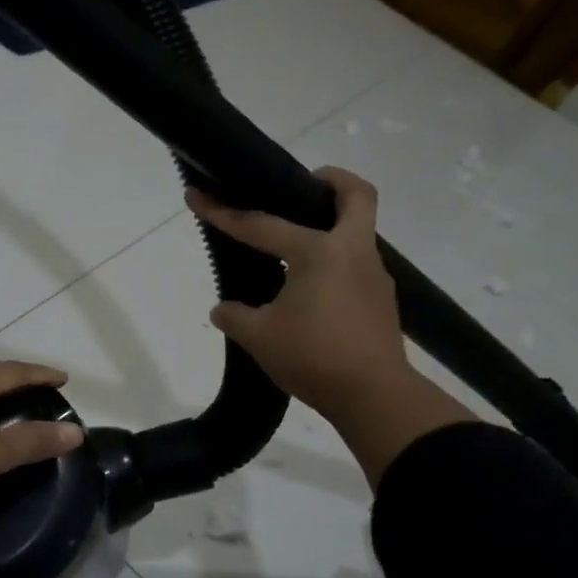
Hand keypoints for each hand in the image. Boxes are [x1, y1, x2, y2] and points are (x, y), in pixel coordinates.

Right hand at [188, 167, 473, 486]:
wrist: (375, 397)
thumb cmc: (314, 357)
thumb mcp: (258, 337)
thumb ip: (234, 316)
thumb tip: (224, 309)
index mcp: (320, 252)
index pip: (262, 226)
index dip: (224, 213)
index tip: (197, 196)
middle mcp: (353, 253)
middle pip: (355, 196)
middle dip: (330, 180)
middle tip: (300, 185)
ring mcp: (373, 276)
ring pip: (357, 231)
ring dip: (330, 226)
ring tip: (293, 246)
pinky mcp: (380, 301)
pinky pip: (354, 264)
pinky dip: (333, 262)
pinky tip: (309, 288)